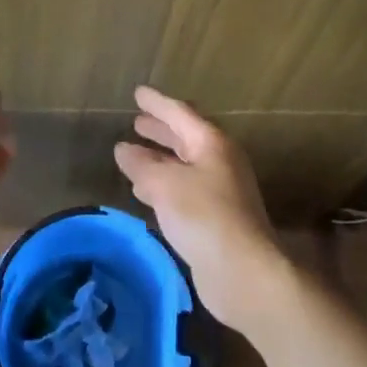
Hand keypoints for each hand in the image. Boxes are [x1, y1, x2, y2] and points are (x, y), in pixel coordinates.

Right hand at [115, 86, 289, 332]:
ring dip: (160, 158)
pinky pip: (185, 189)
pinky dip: (164, 184)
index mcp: (211, 143)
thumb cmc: (204, 216)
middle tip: (137, 121)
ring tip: (134, 154)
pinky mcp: (216, 218)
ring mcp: (221, 190)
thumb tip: (123, 149)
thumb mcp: (164, 184)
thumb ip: (141, 164)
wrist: (244, 273)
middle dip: (160, 129)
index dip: (157, 103)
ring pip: (184, 165)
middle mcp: (219, 161)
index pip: (180, 113)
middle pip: (186, 137)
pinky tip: (145, 192)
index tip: (138, 93)